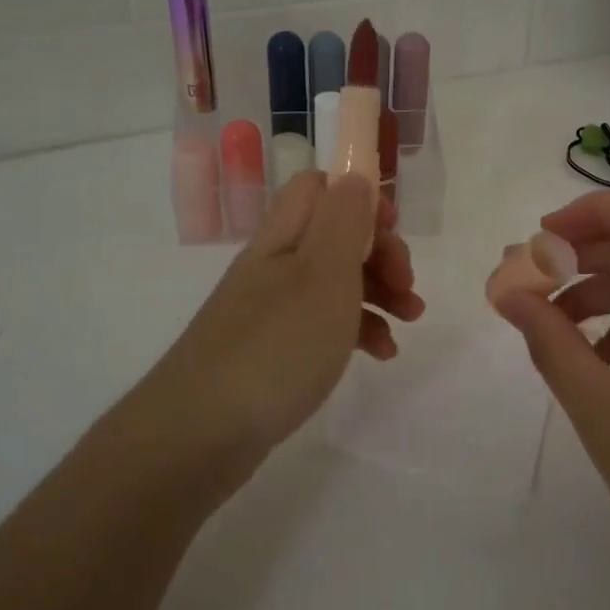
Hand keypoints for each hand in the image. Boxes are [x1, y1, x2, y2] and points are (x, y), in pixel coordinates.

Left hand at [128, 170, 423, 490]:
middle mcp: (275, 266)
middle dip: (381, 254)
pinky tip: (380, 355)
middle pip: (335, 236)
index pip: (319, 188)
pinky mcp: (273, 350)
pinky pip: (324, 325)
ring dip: (379, 294)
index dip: (360, 199)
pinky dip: (357, 332)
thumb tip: (354, 175)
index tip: (394, 232)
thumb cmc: (277, 346)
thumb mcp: (323, 274)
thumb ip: (344, 220)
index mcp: (284, 237)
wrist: (200, 434)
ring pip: (335, 282)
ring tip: (409, 323)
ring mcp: (271, 310)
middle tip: (408, 288)